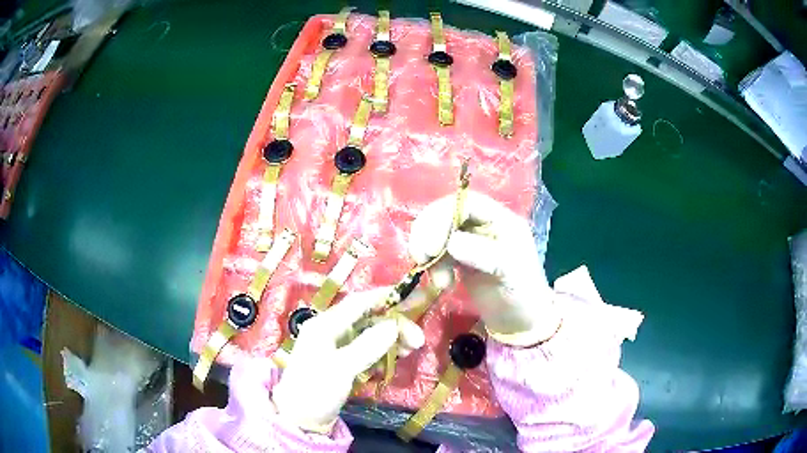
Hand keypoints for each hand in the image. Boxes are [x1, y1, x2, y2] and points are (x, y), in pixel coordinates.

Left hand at [272, 287, 424, 432]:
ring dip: (391, 340)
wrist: (301, 419)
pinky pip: (367, 351)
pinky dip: (382, 353)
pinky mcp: (343, 363)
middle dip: (394, 326)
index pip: (357, 303)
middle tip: (417, 339)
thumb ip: (367, 346)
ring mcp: (337, 347)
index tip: (410, 295)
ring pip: (369, 335)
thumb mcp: (341, 368)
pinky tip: (396, 360)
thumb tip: (393, 325)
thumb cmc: (316, 390)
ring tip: (411, 350)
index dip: (383, 297)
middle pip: (367, 319)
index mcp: (324, 325)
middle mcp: (331, 331)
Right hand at [408, 191, 559, 345]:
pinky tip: (443, 284)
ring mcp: (470, 241)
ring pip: (437, 233)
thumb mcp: (510, 271)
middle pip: (447, 214)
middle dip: (429, 232)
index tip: (430, 244)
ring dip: (429, 254)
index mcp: (501, 219)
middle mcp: (483, 225)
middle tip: (421, 257)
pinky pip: (437, 253)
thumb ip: (484, 254)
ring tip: (438, 281)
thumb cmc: (523, 294)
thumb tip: (451, 243)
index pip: (467, 202)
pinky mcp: (459, 259)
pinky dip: (433, 266)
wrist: (520, 322)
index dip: (444, 216)